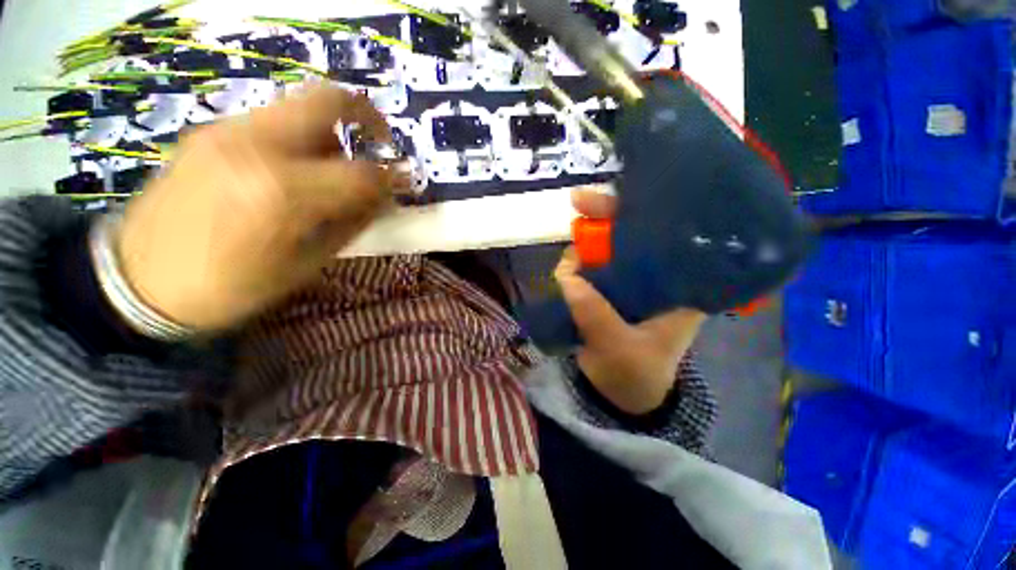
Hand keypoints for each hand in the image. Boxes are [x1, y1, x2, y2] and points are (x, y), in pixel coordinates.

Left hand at [116, 86, 401, 332]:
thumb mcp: (306, 264)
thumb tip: (383, 197)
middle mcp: (254, 145)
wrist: (137, 281)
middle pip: (327, 101)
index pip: (361, 171)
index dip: (393, 177)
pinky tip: (297, 168)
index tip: (407, 182)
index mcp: (283, 193)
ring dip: (333, 132)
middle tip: (383, 142)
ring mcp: (226, 131)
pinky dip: (301, 137)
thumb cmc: (231, 287)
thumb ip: (350, 222)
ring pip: (300, 107)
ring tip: (335, 167)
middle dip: (367, 116)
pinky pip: (273, 121)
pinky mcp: (209, 131)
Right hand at [556, 190, 707, 414]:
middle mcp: (657, 277)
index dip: (644, 213)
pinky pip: (590, 268)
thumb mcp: (620, 350)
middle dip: (606, 217)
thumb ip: (595, 315)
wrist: (622, 396)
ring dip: (586, 245)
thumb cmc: (636, 376)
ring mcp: (629, 283)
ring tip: (569, 263)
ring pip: (607, 250)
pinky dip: (576, 264)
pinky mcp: (607, 291)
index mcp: (680, 287)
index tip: (619, 199)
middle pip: (634, 234)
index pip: (669, 236)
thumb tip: (568, 277)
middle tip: (578, 204)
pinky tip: (567, 268)